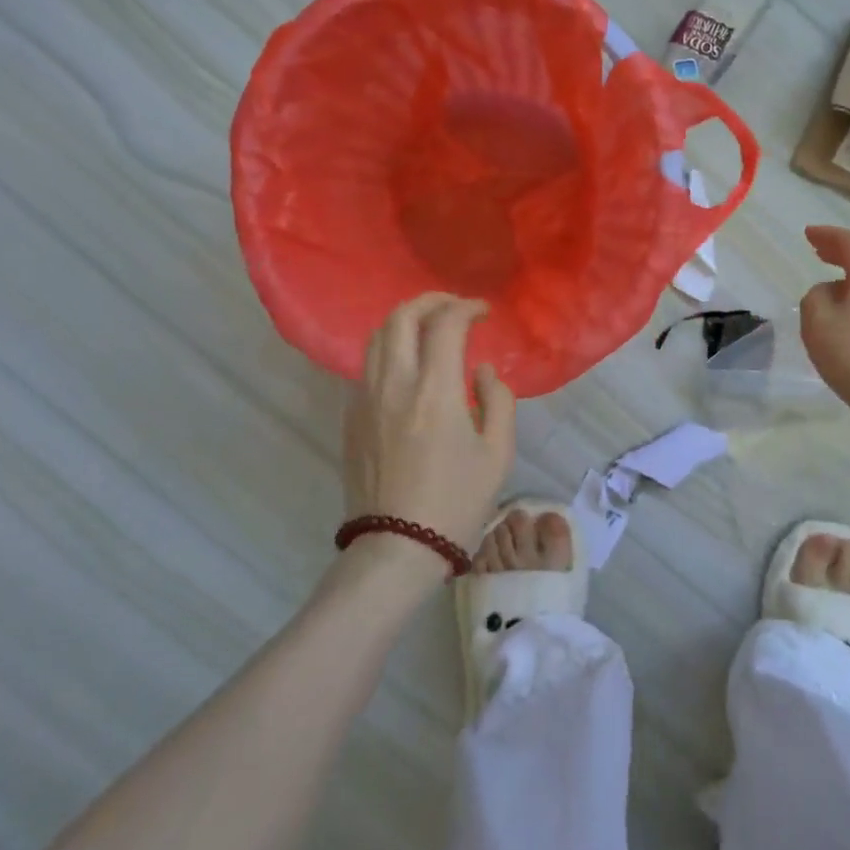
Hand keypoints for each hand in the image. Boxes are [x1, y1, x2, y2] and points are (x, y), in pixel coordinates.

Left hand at [343, 294, 516, 553]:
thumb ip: (498, 401)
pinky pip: (367, 365)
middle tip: (454, 307)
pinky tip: (408, 366)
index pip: (445, 323)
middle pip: (401, 317)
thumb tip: (482, 371)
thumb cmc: (456, 502)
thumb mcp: (498, 454)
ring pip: (377, 337)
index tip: (483, 312)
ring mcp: (365, 399)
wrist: (397, 548)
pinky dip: (389, 349)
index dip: (467, 307)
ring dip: (405, 321)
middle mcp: (394, 384)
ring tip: (429, 328)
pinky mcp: (351, 417)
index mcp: (434, 391)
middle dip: (430, 301)